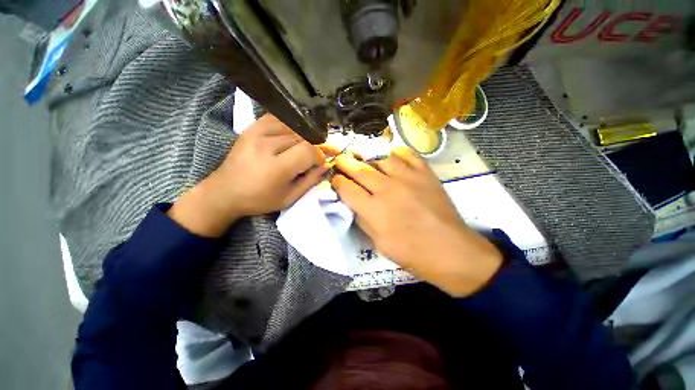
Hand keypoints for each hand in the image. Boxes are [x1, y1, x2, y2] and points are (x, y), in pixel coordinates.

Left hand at [169, 114, 327, 236]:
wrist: (225, 191)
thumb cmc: (260, 199)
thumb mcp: (289, 198)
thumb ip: (310, 181)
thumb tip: (326, 164)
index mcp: (276, 167)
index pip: (308, 150)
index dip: (319, 155)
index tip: (320, 163)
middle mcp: (266, 146)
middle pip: (301, 137)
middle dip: (313, 147)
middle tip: (314, 157)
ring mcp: (256, 133)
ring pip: (292, 127)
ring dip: (303, 138)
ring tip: (302, 149)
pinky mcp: (251, 128)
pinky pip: (277, 119)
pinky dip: (289, 126)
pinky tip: (290, 137)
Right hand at [331, 147, 502, 296]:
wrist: (451, 251)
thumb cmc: (411, 253)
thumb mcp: (379, 243)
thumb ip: (363, 219)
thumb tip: (353, 203)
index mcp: (374, 210)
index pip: (346, 189)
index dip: (337, 182)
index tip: (335, 180)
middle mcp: (388, 189)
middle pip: (359, 169)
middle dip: (345, 163)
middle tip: (341, 160)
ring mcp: (408, 178)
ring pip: (381, 157)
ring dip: (368, 156)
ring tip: (364, 157)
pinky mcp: (425, 173)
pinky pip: (408, 154)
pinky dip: (396, 152)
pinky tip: (391, 156)